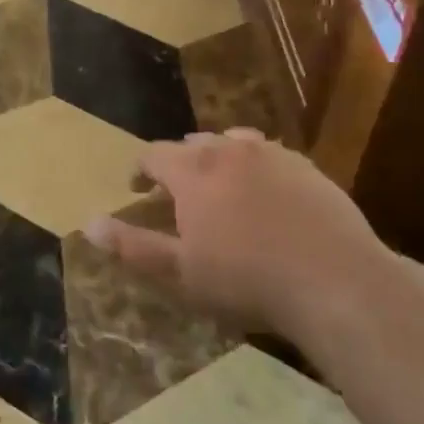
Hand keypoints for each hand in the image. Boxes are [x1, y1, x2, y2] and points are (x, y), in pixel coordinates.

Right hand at [86, 129, 384, 336]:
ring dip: (218, 160)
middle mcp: (229, 150)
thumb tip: (88, 224)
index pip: (154, 155)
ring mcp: (272, 154)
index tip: (138, 190)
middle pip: (193, 143)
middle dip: (179, 164)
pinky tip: (267, 196)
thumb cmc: (247, 279)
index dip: (140, 171)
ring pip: (233, 144)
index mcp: (193, 170)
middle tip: (178, 196)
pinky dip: (257, 168)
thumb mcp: (181, 271)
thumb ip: (132, 245)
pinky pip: (271, 155)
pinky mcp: (307, 166)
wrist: (336, 280)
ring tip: (221, 189)